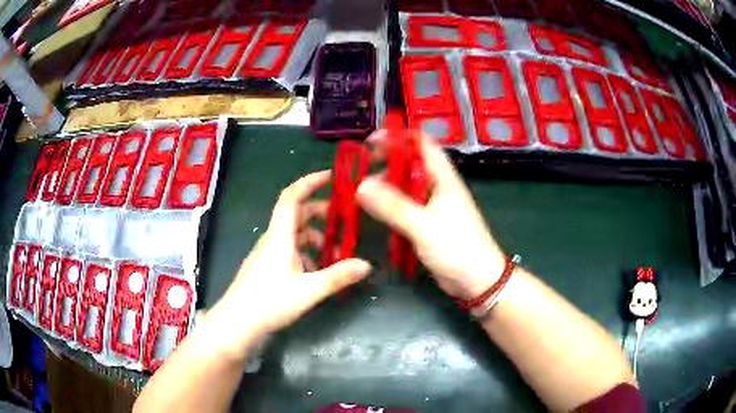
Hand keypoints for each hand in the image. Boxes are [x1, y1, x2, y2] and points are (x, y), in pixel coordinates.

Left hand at [207, 171, 371, 358]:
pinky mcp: (265, 266)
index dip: (309, 182)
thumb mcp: (308, 291)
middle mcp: (272, 239)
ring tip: (333, 248)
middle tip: (342, 217)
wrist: (237, 323)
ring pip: (292, 233)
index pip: (292, 197)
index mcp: (279, 236)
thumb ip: (338, 277)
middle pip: (295, 214)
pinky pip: (287, 249)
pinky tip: (314, 269)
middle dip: (318, 211)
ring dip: (313, 234)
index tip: (329, 176)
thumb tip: (367, 265)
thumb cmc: (269, 302)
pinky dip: (303, 251)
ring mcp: (266, 253)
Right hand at [357, 131, 505, 299]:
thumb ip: (393, 206)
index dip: (398, 137)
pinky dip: (390, 207)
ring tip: (360, 192)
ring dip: (386, 187)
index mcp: (443, 178)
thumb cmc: (458, 248)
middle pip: (410, 165)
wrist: (479, 280)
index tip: (371, 142)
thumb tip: (361, 185)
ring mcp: (433, 207)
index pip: (422, 144)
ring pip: (406, 188)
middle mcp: (437, 187)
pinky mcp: (427, 225)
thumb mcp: (423, 225)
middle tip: (360, 169)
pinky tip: (373, 213)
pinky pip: (405, 209)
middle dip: (386, 163)